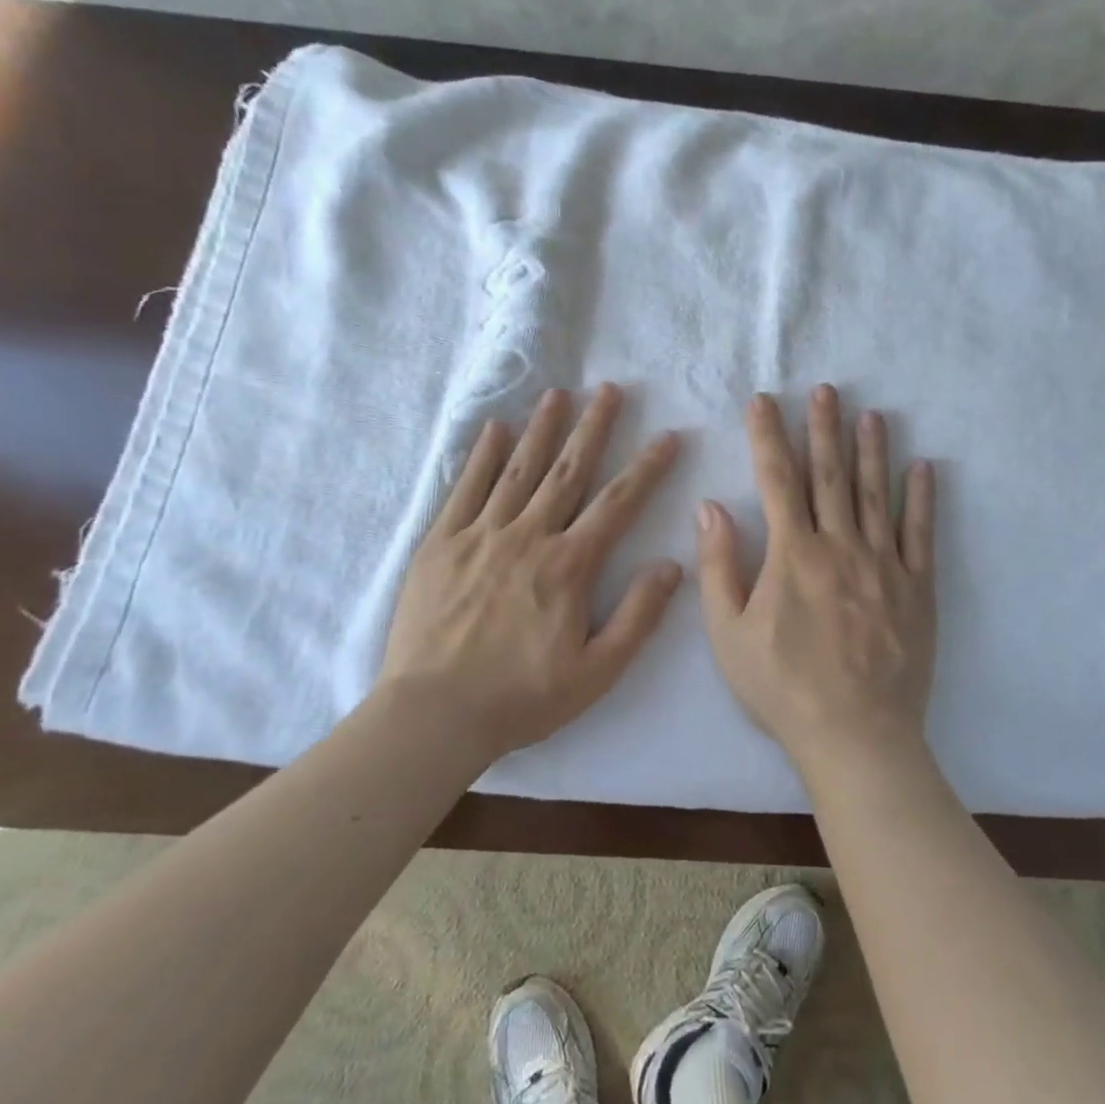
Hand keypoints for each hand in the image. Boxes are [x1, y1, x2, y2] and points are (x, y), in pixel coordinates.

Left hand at [378, 385, 682, 759]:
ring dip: (542, 429)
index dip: (646, 468)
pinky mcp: (440, 543)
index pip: (618, 505)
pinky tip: (495, 428)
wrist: (434, 714)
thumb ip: (638, 617)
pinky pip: (465, 488)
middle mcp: (528, 537)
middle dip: (593, 427)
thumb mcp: (596, 672)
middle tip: (609, 389)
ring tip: (558, 394)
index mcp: (568, 566)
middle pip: (568, 471)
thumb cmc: (521, 697)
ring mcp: (480, 535)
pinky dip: (481, 456)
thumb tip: (671, 565)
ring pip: (518, 470)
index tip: (667, 436)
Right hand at [697, 386, 936, 767]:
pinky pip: (920, 533)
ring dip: (871, 450)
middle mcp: (839, 546)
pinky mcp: (916, 587)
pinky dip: (921, 498)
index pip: (776, 480)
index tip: (764, 401)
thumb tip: (710, 507)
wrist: (856, 735)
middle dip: (824, 428)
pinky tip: (923, 467)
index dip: (768, 436)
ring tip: (871, 413)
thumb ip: (718, 566)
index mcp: (792, 554)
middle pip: (829, 475)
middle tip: (825, 389)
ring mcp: (883, 564)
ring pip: (875, 494)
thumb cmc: (782, 686)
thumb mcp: (728, 633)